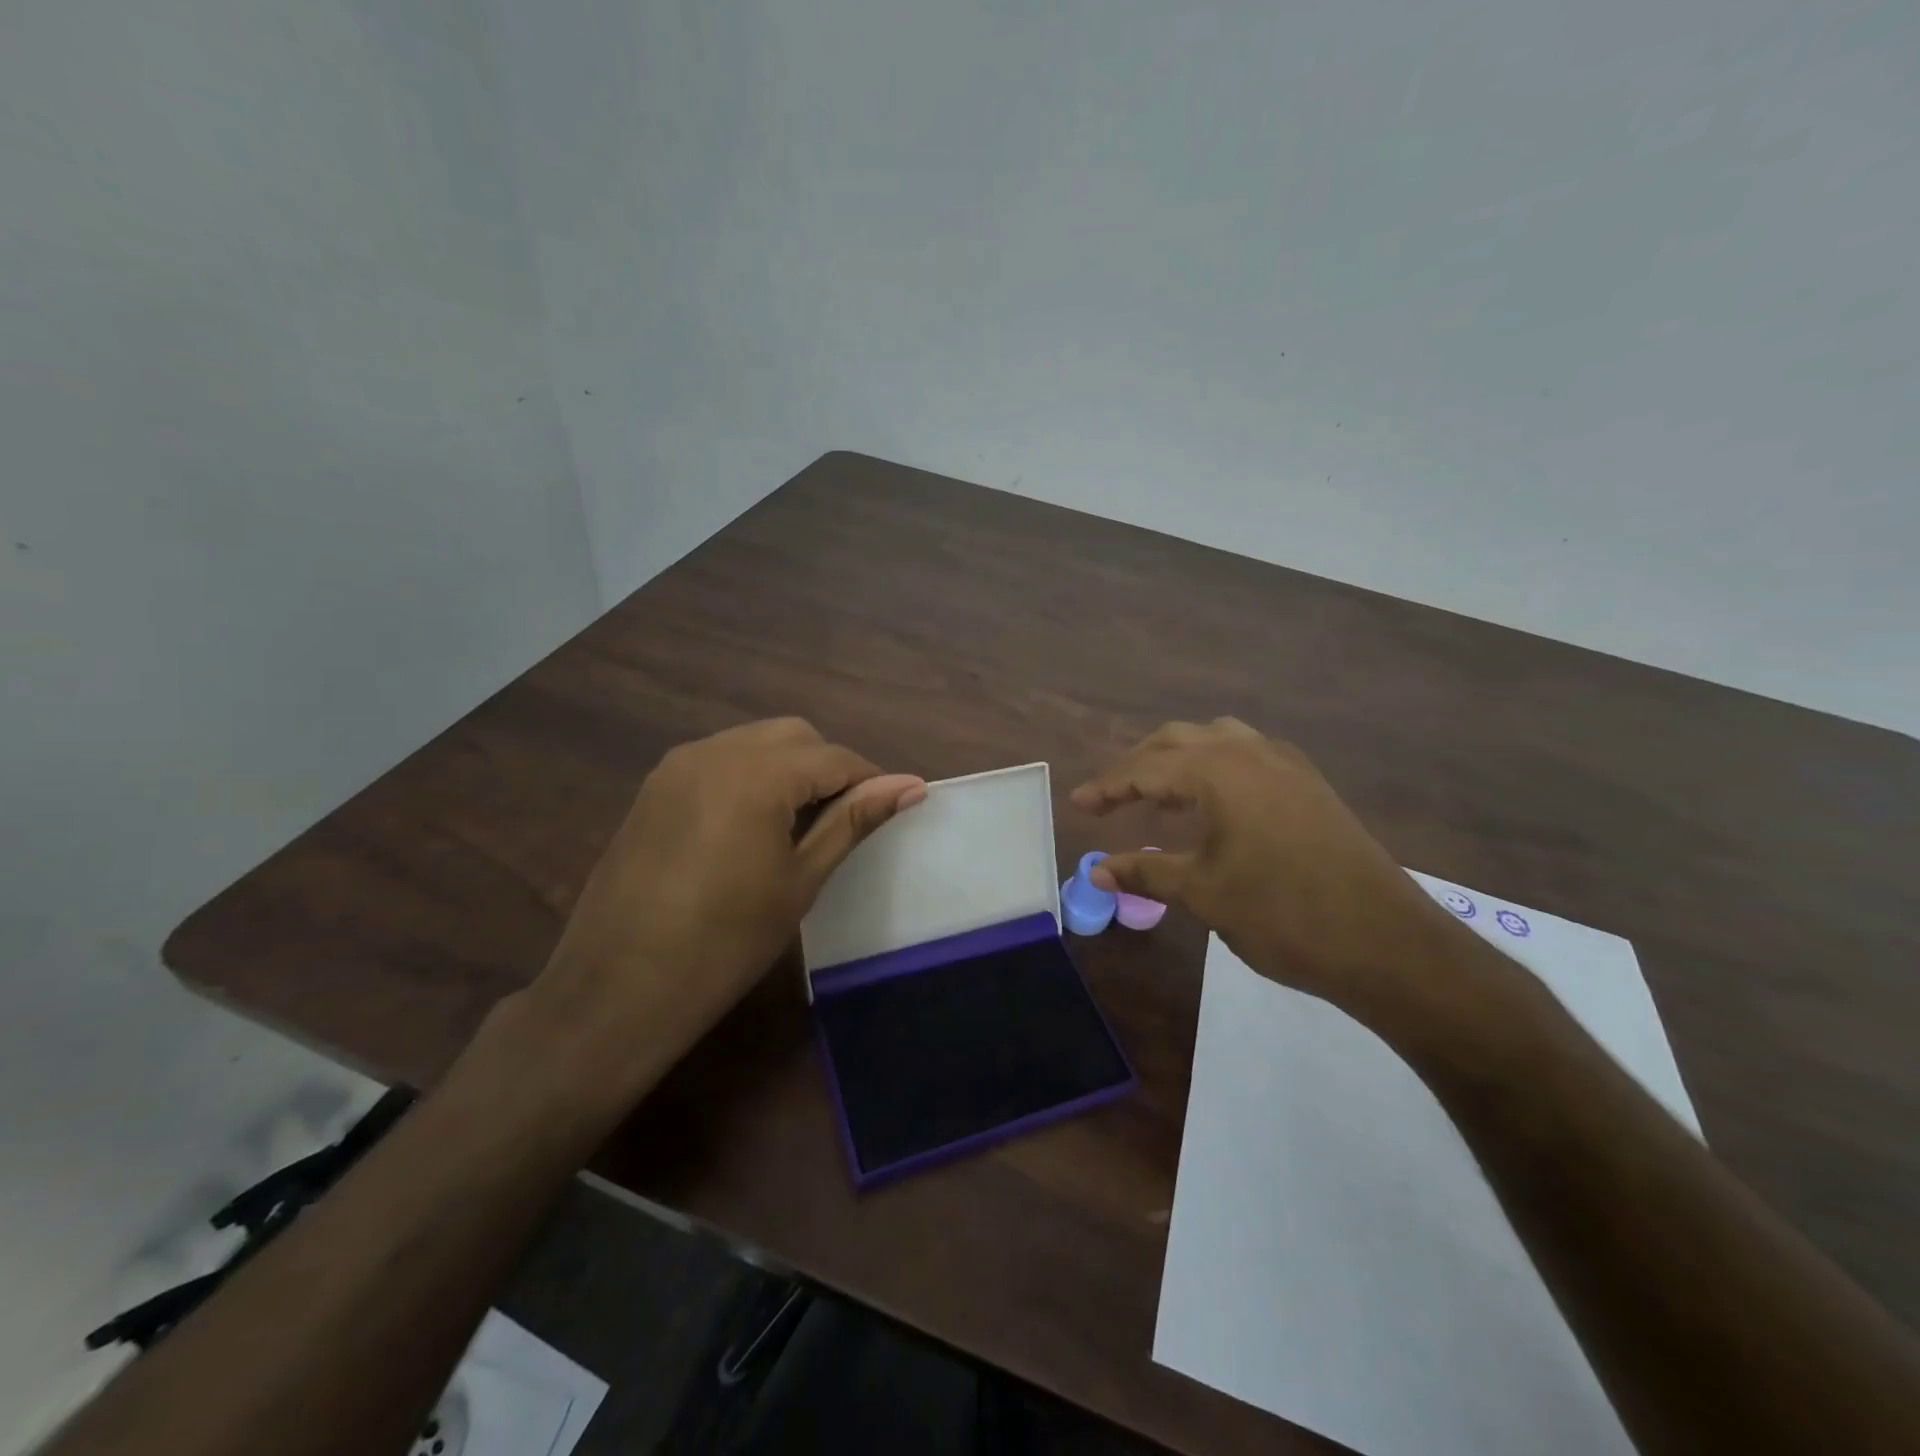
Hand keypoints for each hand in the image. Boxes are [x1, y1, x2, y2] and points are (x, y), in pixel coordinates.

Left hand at [531, 718, 924, 1081]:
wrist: (619, 989)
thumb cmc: (727, 942)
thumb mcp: (800, 880)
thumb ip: (853, 821)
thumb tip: (910, 785)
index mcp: (755, 774)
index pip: (833, 757)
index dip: (870, 779)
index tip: (892, 807)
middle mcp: (714, 751)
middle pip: (793, 736)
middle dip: (828, 767)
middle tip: (844, 820)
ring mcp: (677, 766)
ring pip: (754, 742)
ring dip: (789, 767)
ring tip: (801, 823)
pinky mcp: (655, 787)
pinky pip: (719, 759)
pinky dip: (751, 775)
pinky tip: (754, 823)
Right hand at [1073, 718, 1488, 1027]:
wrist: (1386, 942)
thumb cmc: (1281, 914)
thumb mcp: (1203, 893)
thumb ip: (1146, 872)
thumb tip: (1097, 870)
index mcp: (1218, 771)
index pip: (1146, 769)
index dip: (1107, 787)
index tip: (1077, 803)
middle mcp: (1250, 752)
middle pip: (1177, 740)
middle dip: (1138, 765)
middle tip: (1110, 799)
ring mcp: (1286, 764)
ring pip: (1216, 740)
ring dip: (1179, 760)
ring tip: (1158, 794)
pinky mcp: (1309, 784)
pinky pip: (1247, 755)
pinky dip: (1214, 767)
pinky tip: (1212, 803)